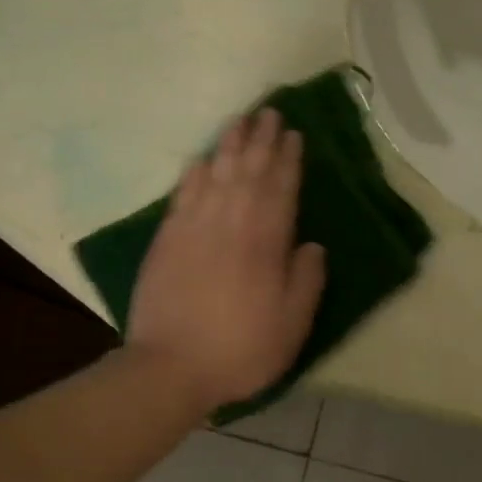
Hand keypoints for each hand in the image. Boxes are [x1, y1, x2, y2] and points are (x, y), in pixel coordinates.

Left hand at [126, 108, 326, 411]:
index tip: (294, 135)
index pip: (281, 190)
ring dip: (229, 146)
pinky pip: (183, 195)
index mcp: (265, 244)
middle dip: (261, 141)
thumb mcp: (291, 326)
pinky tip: (201, 159)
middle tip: (269, 112)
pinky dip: (194, 174)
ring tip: (239, 121)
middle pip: (249, 172)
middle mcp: (231, 225)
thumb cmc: (239, 349)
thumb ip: (306, 281)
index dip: (288, 160)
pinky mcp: (167, 239)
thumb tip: (313, 245)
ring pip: (216, 175)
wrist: (169, 368)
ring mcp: (195, 228)